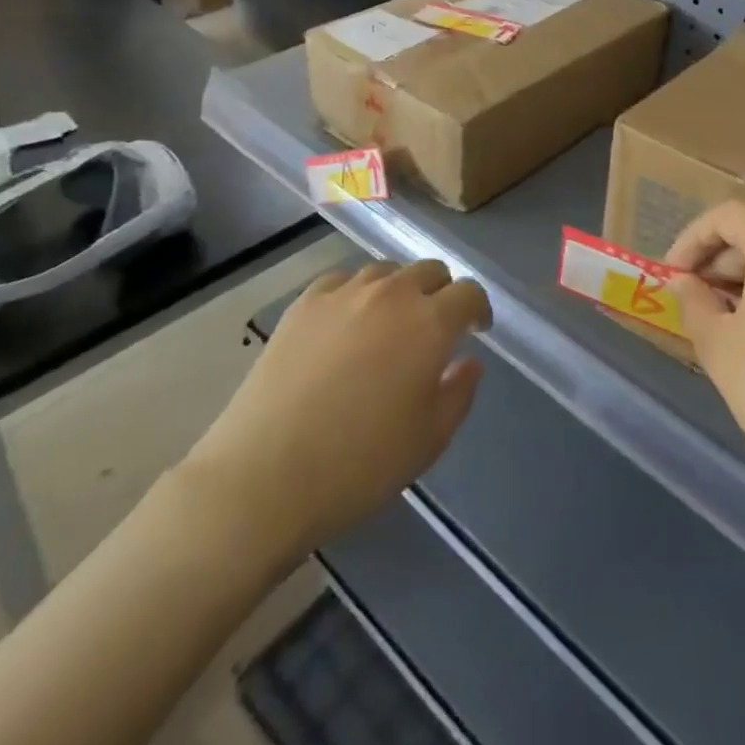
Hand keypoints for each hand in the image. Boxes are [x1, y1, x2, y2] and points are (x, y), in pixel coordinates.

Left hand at [187, 260, 490, 556]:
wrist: (266, 474)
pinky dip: (356, 294)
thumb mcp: (429, 440)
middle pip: (429, 270)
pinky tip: (346, 322)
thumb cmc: (360, 464)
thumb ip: (458, 393)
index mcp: (430, 323)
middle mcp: (392, 294)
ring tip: (389, 324)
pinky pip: (342, 281)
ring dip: (399, 290)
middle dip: (441, 293)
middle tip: (435, 328)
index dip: (478, 308)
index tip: (476, 330)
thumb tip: (468, 362)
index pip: (468, 293)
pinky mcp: (305, 302)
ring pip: (386, 271)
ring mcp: (344, 292)